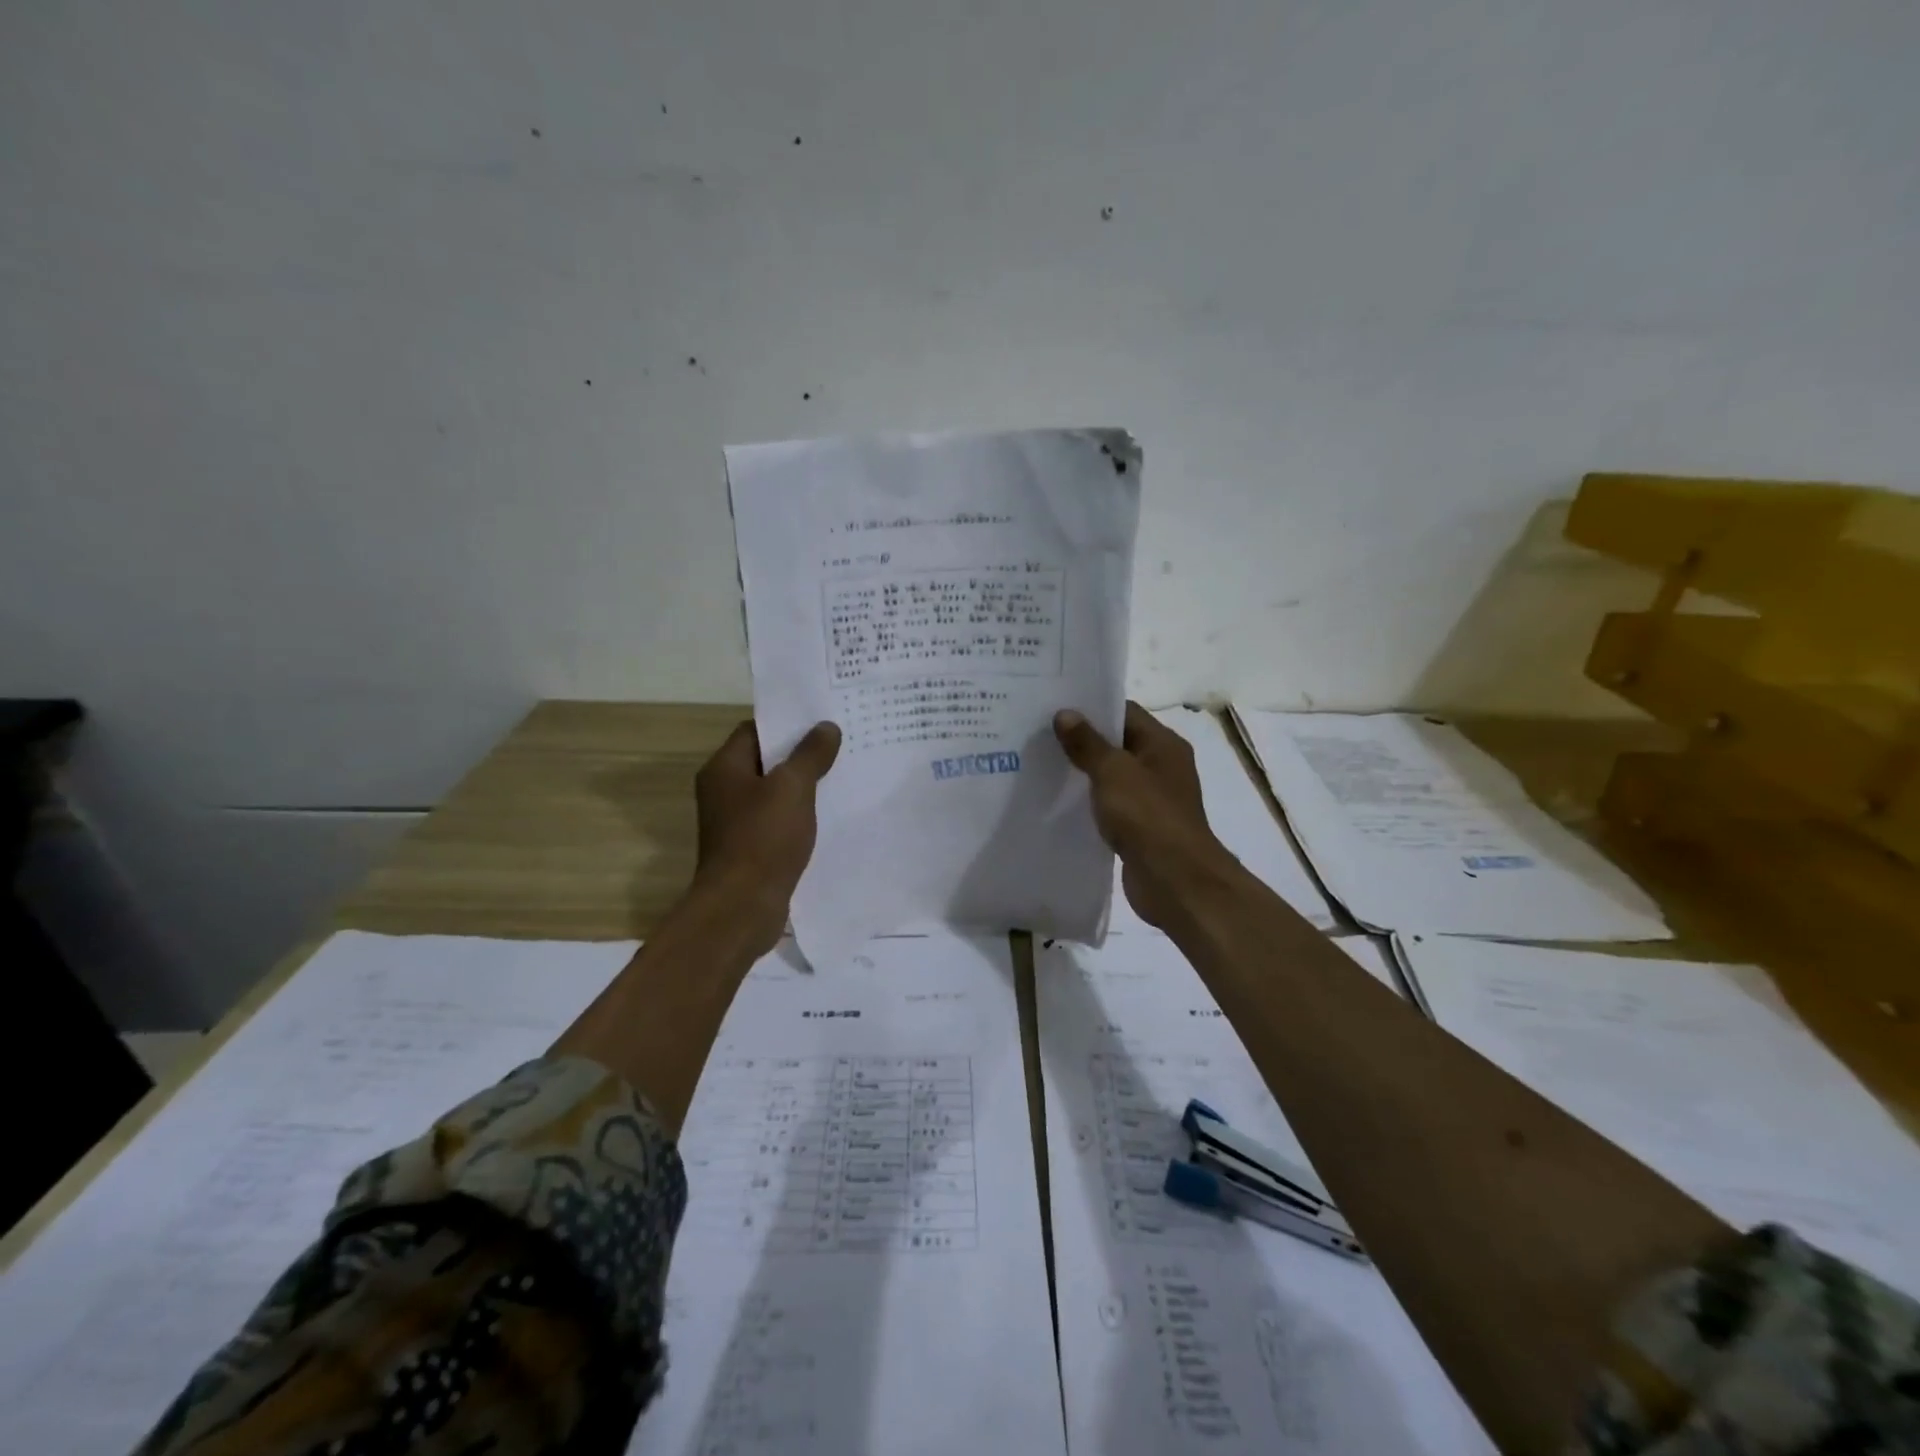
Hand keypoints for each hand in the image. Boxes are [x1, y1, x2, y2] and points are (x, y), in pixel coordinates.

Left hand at [692, 718, 841, 952]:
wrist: (741, 908)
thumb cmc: (763, 839)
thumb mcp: (792, 788)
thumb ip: (810, 754)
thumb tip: (826, 727)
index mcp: (724, 768)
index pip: (755, 730)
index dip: (787, 723)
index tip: (822, 721)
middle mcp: (724, 791)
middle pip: (765, 761)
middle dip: (800, 754)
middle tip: (840, 745)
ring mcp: (735, 822)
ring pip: (774, 793)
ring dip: (803, 787)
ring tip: (841, 776)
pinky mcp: (749, 848)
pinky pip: (777, 821)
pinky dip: (799, 816)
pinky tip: (828, 816)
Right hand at [1054, 702, 1235, 930]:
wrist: (1175, 881)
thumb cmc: (1147, 816)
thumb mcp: (1112, 772)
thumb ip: (1087, 743)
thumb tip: (1065, 714)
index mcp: (1163, 744)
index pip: (1125, 712)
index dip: (1092, 708)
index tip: (1054, 708)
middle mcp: (1162, 766)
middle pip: (1119, 744)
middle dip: (1083, 741)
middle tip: (1040, 736)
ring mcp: (1154, 799)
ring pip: (1113, 777)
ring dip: (1085, 774)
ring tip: (1043, 766)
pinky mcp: (1142, 828)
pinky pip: (1112, 806)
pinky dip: (1091, 803)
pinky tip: (1061, 804)